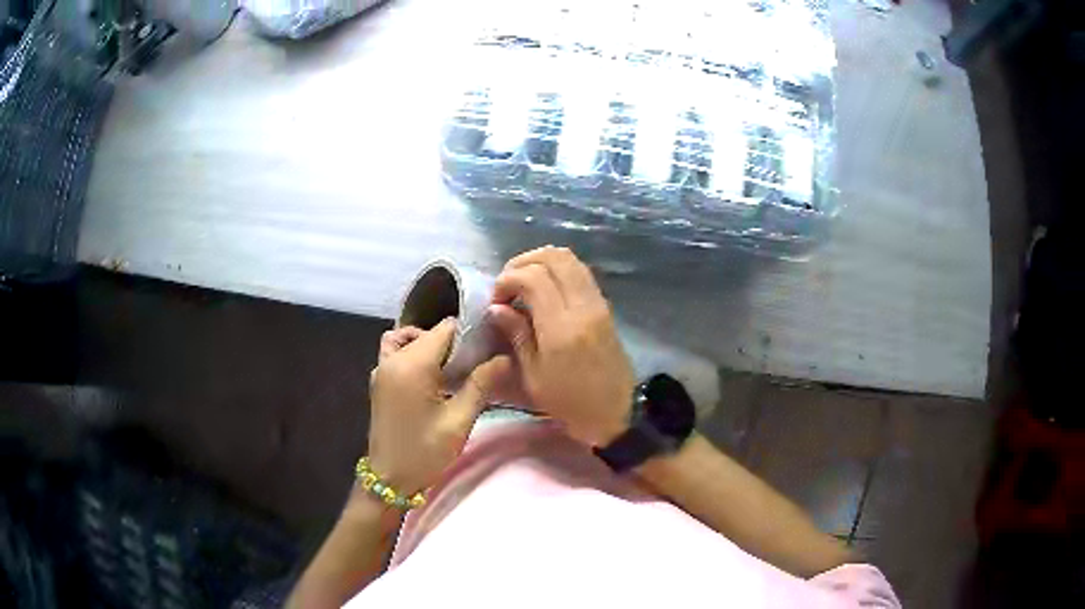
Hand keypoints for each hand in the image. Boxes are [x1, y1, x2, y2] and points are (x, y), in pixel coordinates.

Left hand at [368, 320, 511, 494]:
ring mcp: (381, 369)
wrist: (389, 479)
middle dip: (452, 340)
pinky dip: (411, 352)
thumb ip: (480, 385)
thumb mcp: (458, 421)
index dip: (468, 333)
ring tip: (449, 366)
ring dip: (428, 343)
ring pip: (406, 338)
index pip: (444, 329)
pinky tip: (429, 376)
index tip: (488, 347)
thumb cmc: (425, 452)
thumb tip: (504, 358)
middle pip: (426, 332)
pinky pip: (394, 351)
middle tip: (475, 361)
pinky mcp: (378, 381)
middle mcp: (393, 359)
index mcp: (412, 365)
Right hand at [488, 246, 635, 445]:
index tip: (496, 301)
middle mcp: (583, 306)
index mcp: (561, 327)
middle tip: (507, 284)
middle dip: (523, 262)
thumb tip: (497, 308)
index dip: (507, 280)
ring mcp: (598, 303)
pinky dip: (558, 270)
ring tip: (523, 283)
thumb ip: (517, 335)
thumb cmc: (569, 403)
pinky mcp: (605, 306)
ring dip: (542, 262)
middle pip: (554, 256)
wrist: (615, 414)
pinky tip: (544, 290)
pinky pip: (581, 272)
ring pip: (571, 259)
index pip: (533, 277)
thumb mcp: (533, 377)